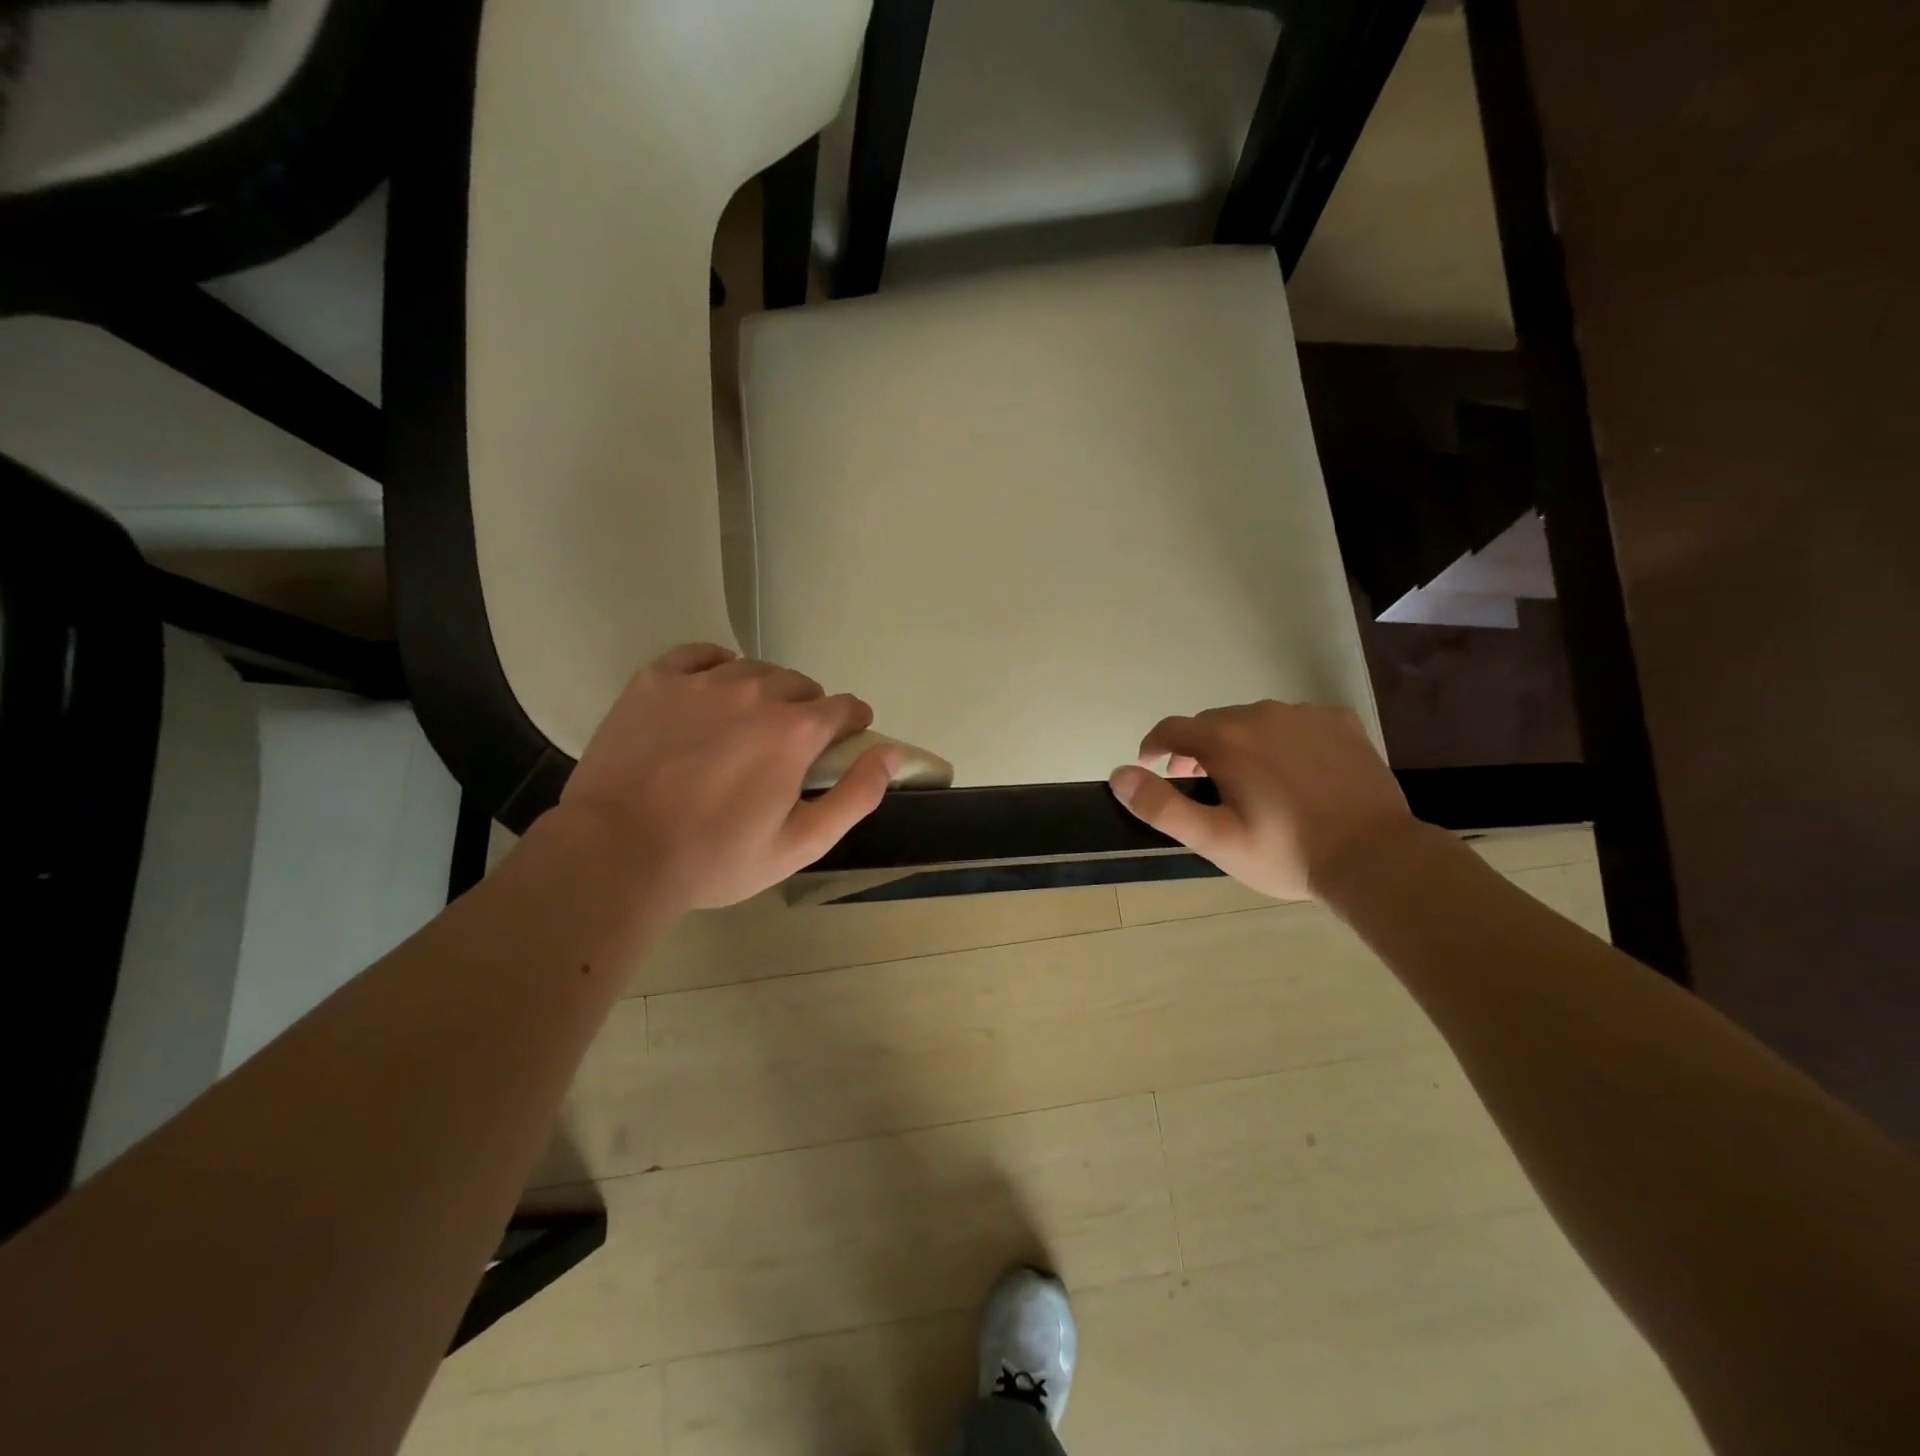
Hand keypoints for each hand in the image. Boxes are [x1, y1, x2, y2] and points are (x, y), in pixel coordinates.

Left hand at [558, 643, 895, 909]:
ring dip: (763, 692)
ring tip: (745, 726)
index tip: (840, 745)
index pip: (845, 708)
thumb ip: (856, 795)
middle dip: (806, 712)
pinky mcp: (657, 679)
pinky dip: (716, 667)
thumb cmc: (715, 858)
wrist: (617, 853)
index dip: (851, 727)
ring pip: (754, 670)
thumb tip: (892, 754)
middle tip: (785, 751)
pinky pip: (702, 654)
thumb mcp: (801, 844)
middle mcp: (756, 692)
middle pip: (801, 686)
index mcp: (796, 731)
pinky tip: (711, 692)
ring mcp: (703, 681)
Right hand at [1108, 702, 1416, 900]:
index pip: (1171, 729)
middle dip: (1197, 749)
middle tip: (1200, 785)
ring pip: (1254, 720)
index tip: (1151, 767)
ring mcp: (1305, 714)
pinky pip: (1295, 722)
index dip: (1154, 747)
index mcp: (1225, 739)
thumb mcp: (1214, 839)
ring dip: (1239, 743)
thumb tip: (1120, 775)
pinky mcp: (1339, 722)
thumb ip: (1161, 806)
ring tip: (1248, 781)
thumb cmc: (1285, 852)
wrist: (1374, 857)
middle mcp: (1261, 714)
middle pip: (1212, 723)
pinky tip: (1294, 770)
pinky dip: (1282, 739)